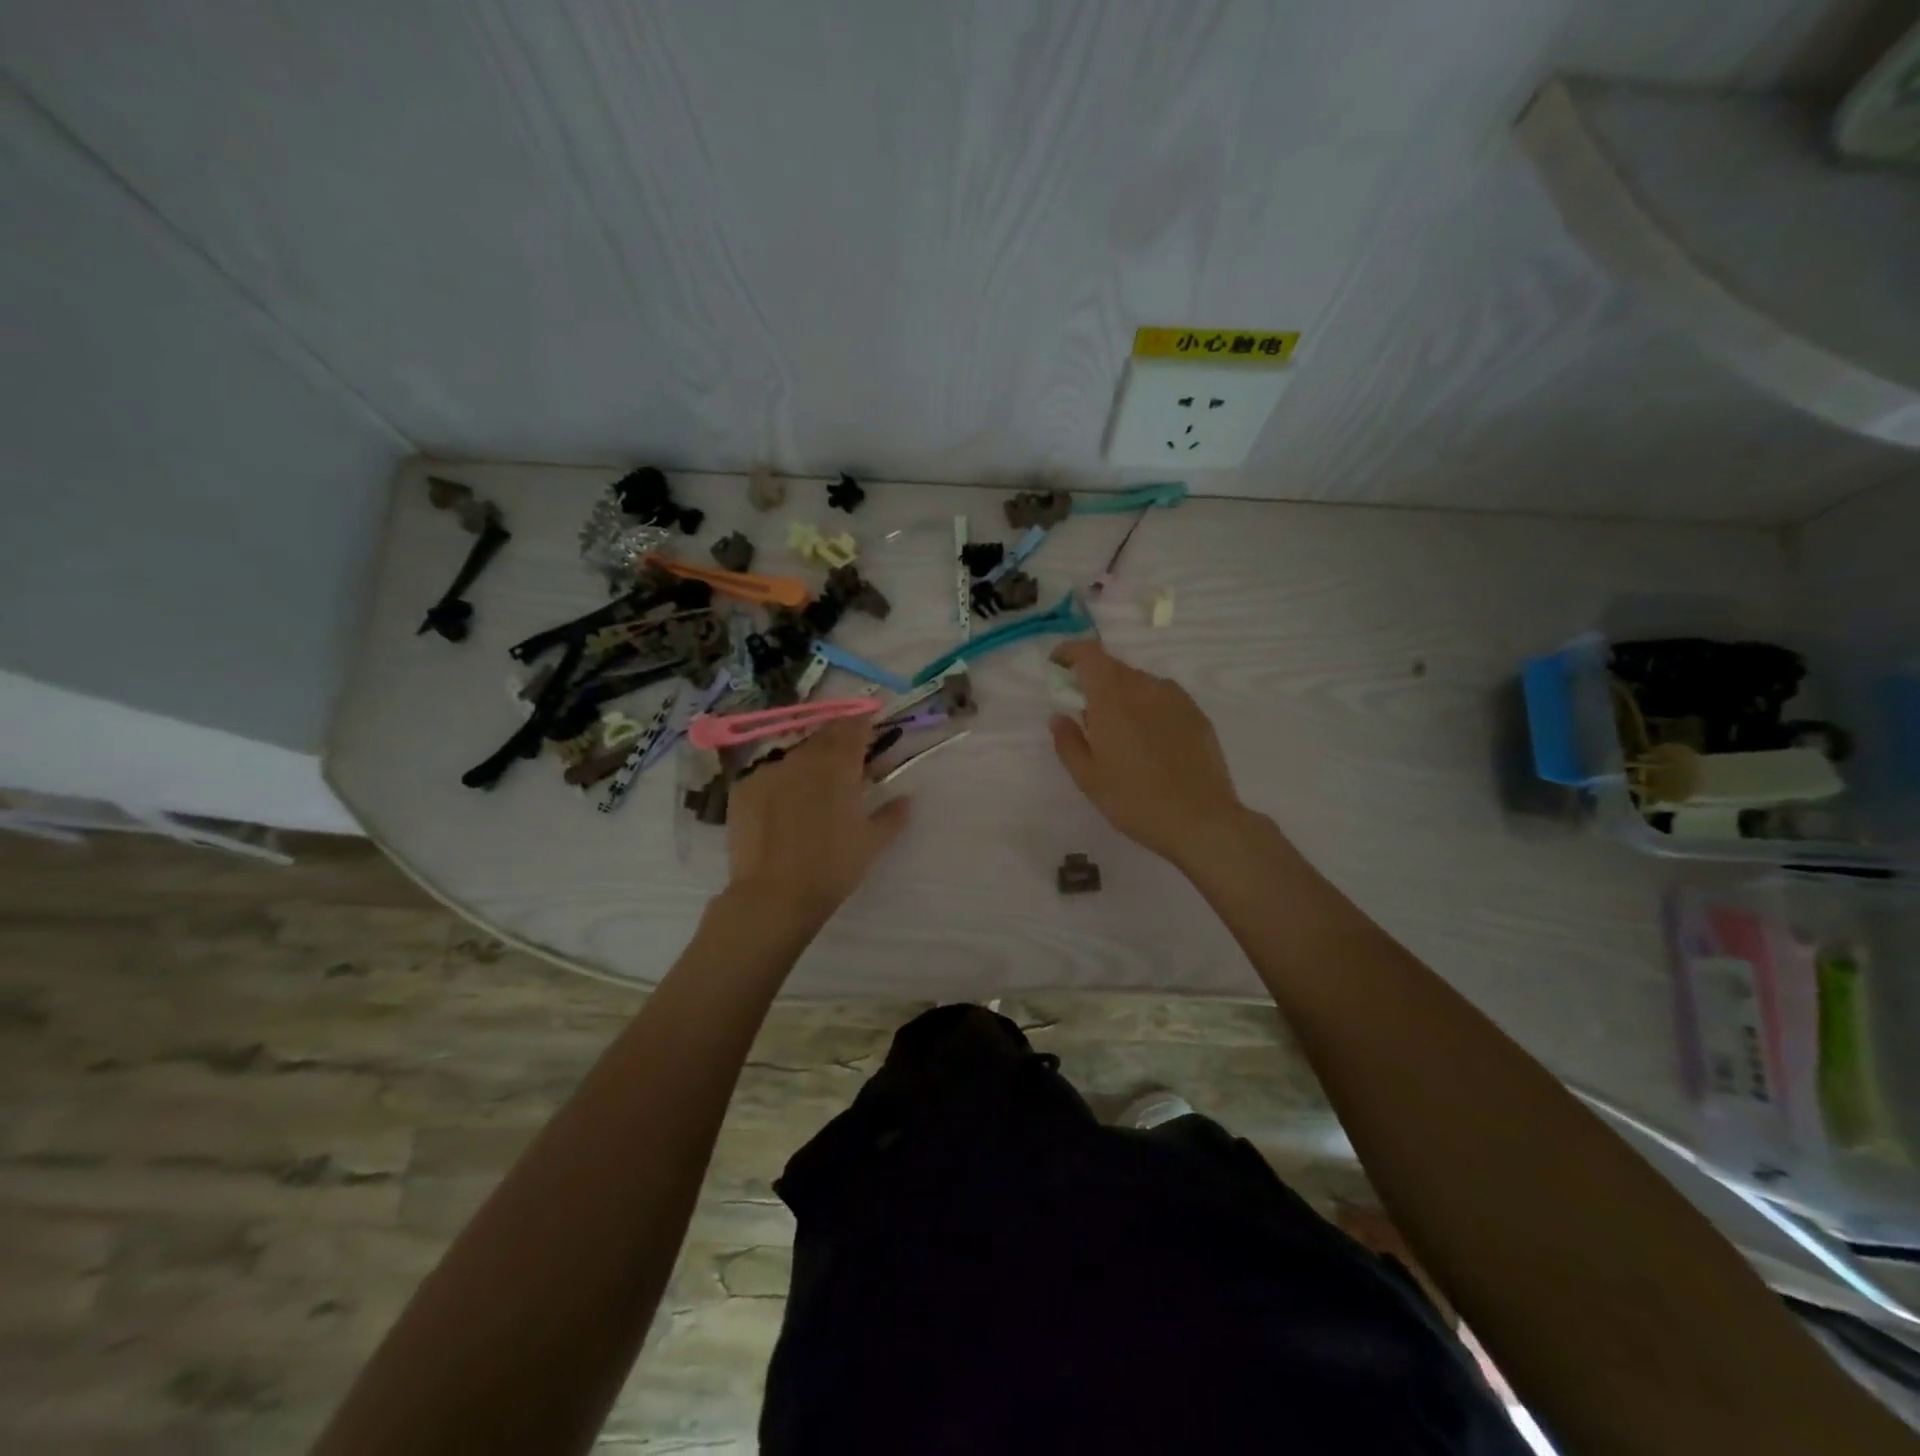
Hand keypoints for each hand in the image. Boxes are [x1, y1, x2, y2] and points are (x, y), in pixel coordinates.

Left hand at [724, 718, 909, 922]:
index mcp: (838, 764)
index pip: (853, 725)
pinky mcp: (742, 788)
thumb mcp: (872, 843)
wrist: (773, 895)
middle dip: (836, 744)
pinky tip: (781, 808)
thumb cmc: (832, 867)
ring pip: (794, 755)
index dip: (863, 724)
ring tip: (812, 791)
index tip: (869, 730)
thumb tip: (905, 798)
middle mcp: (802, 757)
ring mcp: (768, 770)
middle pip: (823, 736)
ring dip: (807, 763)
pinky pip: (767, 775)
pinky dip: (780, 783)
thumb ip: (892, 815)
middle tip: (845, 765)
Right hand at [1049, 641, 1247, 869]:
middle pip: (1114, 666)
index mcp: (1112, 700)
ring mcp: (1176, 699)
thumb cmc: (1135, 801)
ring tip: (1119, 729)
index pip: (1089, 654)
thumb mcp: (1088, 779)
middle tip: (1085, 709)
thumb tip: (1058, 716)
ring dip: (1122, 693)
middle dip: (1093, 678)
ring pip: (1140, 682)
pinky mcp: (1197, 714)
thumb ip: (1068, 742)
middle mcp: (1145, 688)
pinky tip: (1149, 738)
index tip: (1057, 665)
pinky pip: (1163, 697)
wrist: (1201, 820)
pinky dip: (1147, 705)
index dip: (1070, 652)